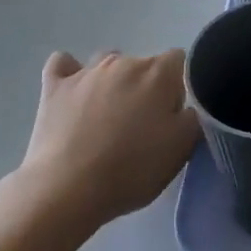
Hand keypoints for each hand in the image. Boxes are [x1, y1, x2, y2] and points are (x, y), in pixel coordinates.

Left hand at [20, 50, 200, 230]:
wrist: (68, 190)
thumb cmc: (132, 169)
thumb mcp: (181, 149)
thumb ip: (195, 117)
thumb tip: (188, 106)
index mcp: (158, 73)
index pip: (178, 61)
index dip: (178, 86)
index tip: (171, 115)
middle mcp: (124, 61)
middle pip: (143, 64)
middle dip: (146, 88)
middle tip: (141, 126)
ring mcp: (86, 72)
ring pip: (107, 63)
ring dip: (112, 82)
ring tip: (107, 116)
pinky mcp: (54, 87)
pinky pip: (62, 64)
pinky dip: (69, 73)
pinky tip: (72, 90)